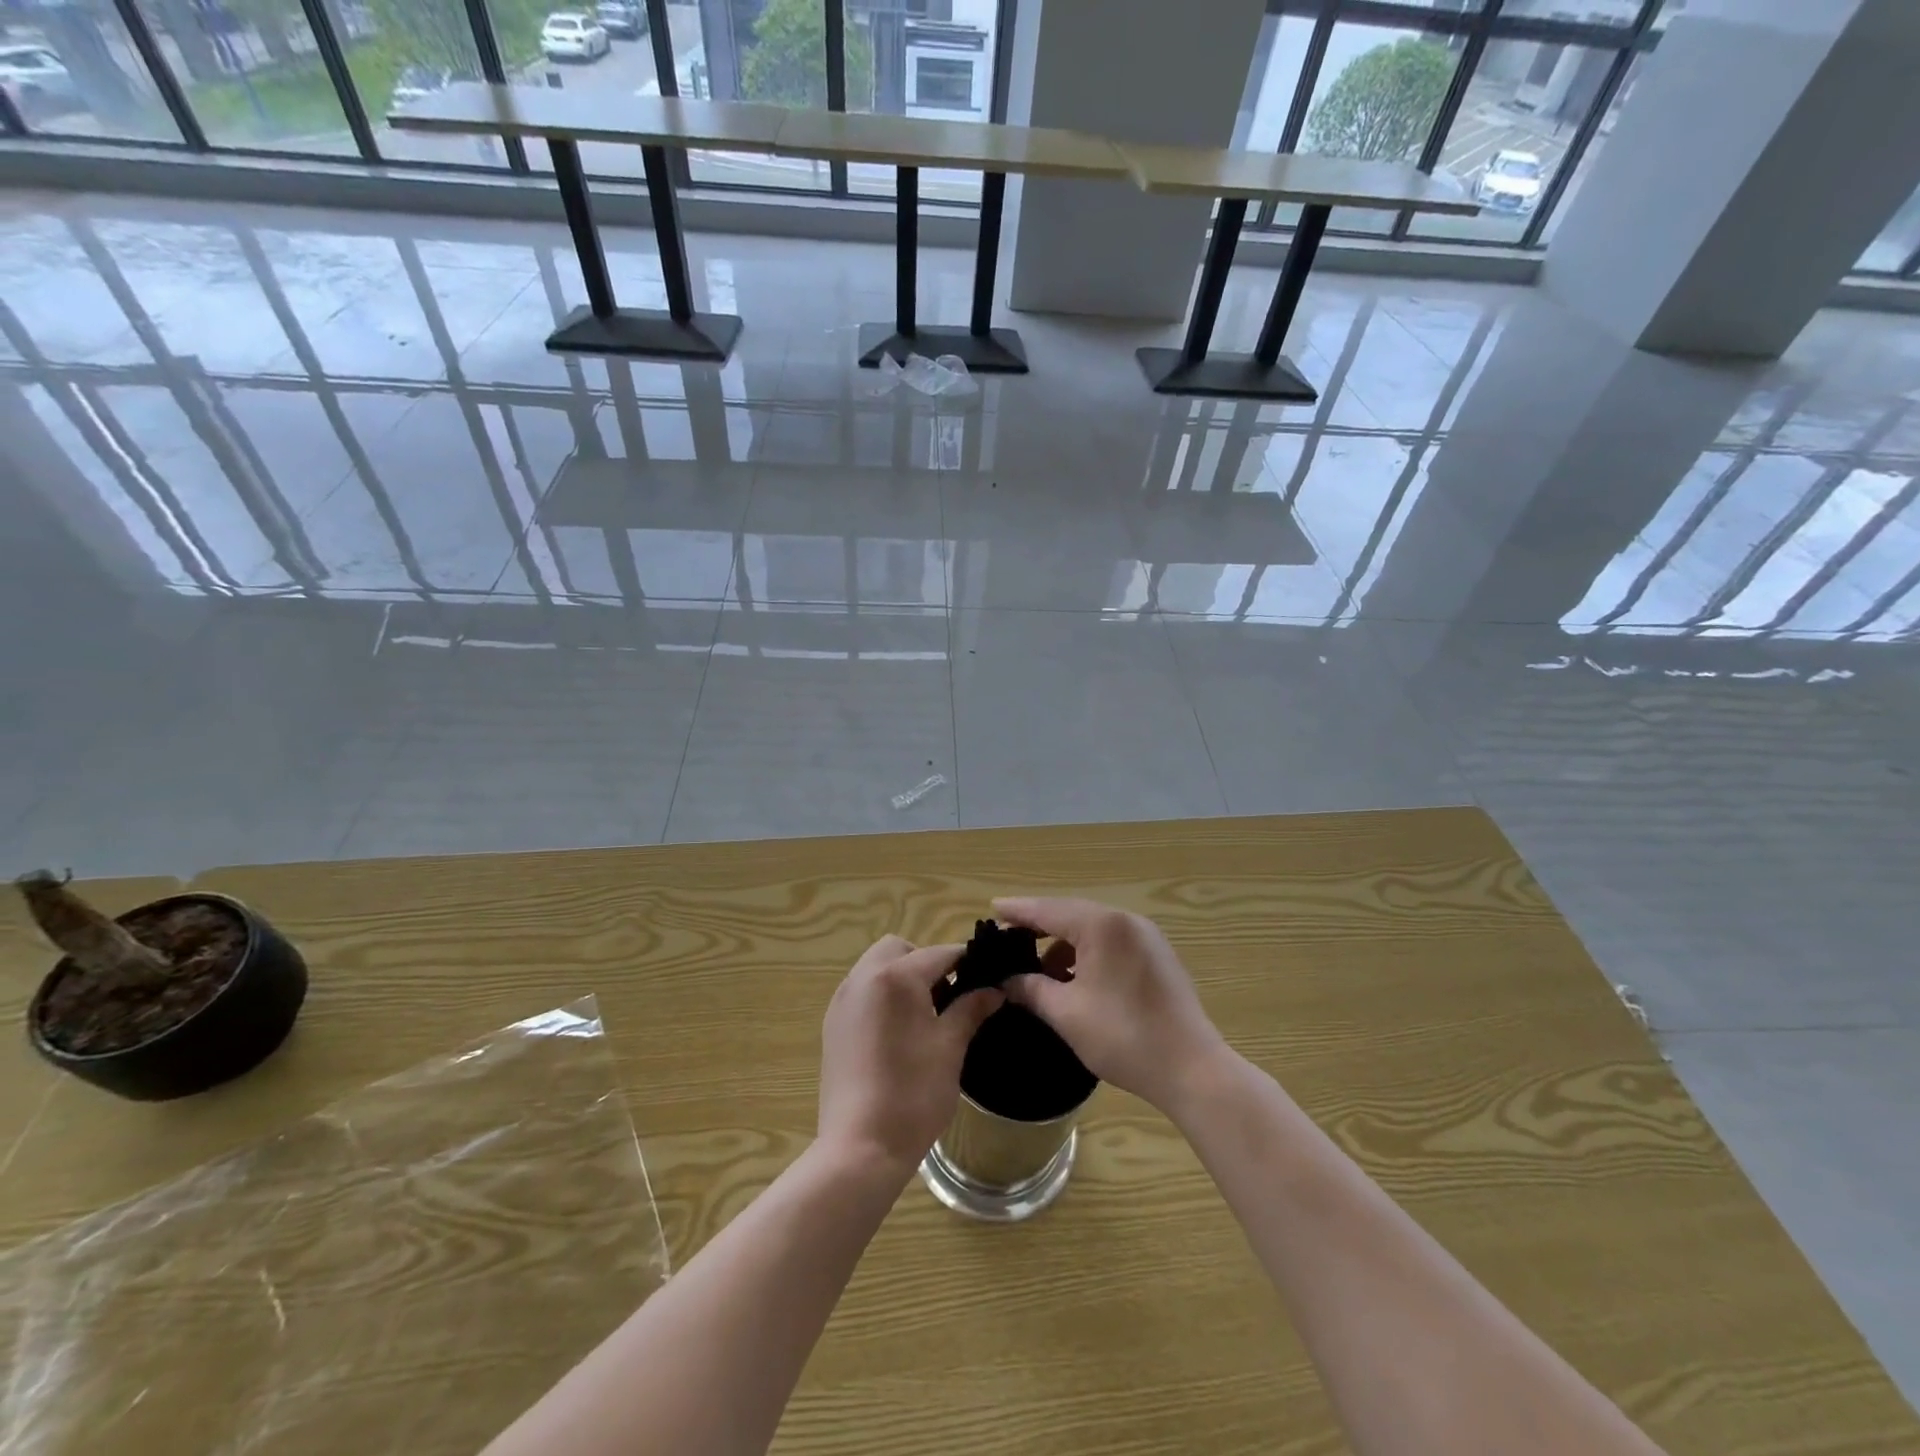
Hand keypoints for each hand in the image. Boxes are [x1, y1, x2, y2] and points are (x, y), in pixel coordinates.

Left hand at [818, 935, 1001, 1174]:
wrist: (860, 1148)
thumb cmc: (913, 1094)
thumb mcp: (950, 1047)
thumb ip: (971, 1009)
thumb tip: (994, 990)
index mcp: (896, 977)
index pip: (940, 953)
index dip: (967, 962)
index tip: (987, 977)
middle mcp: (863, 978)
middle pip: (900, 949)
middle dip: (926, 963)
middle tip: (948, 997)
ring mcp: (843, 1000)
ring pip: (876, 967)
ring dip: (902, 977)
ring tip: (924, 1016)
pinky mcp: (832, 1024)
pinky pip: (862, 991)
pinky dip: (882, 995)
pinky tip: (898, 1032)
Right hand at [993, 897, 1228, 1113]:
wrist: (1191, 1069)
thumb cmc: (1123, 1036)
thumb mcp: (1066, 1014)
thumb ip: (1032, 989)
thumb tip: (1007, 981)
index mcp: (1102, 926)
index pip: (1049, 911)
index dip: (1019, 911)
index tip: (993, 907)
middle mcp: (1126, 921)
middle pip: (1071, 915)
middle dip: (1040, 927)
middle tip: (1009, 937)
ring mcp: (1147, 938)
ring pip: (1093, 931)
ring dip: (1065, 946)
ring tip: (1040, 970)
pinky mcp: (1158, 957)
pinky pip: (1112, 944)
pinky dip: (1088, 955)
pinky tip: (1074, 979)